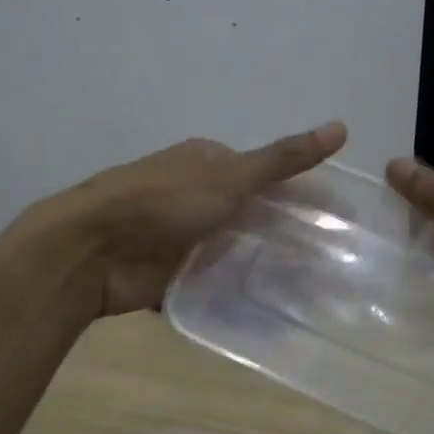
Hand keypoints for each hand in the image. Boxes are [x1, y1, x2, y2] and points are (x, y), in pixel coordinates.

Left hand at [32, 122, 348, 315]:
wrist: (91, 251)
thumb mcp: (232, 177)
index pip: (266, 173)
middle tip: (329, 261)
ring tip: (309, 289)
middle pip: (251, 212)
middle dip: (283, 232)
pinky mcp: (170, 271)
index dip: (301, 193)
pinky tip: (266, 306)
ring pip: (233, 247)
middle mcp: (196, 193)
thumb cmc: (163, 202)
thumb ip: (284, 159)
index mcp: (208, 161)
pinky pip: (212, 279)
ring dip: (260, 263)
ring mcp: (182, 234)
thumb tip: (342, 127)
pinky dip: (233, 289)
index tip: (335, 220)